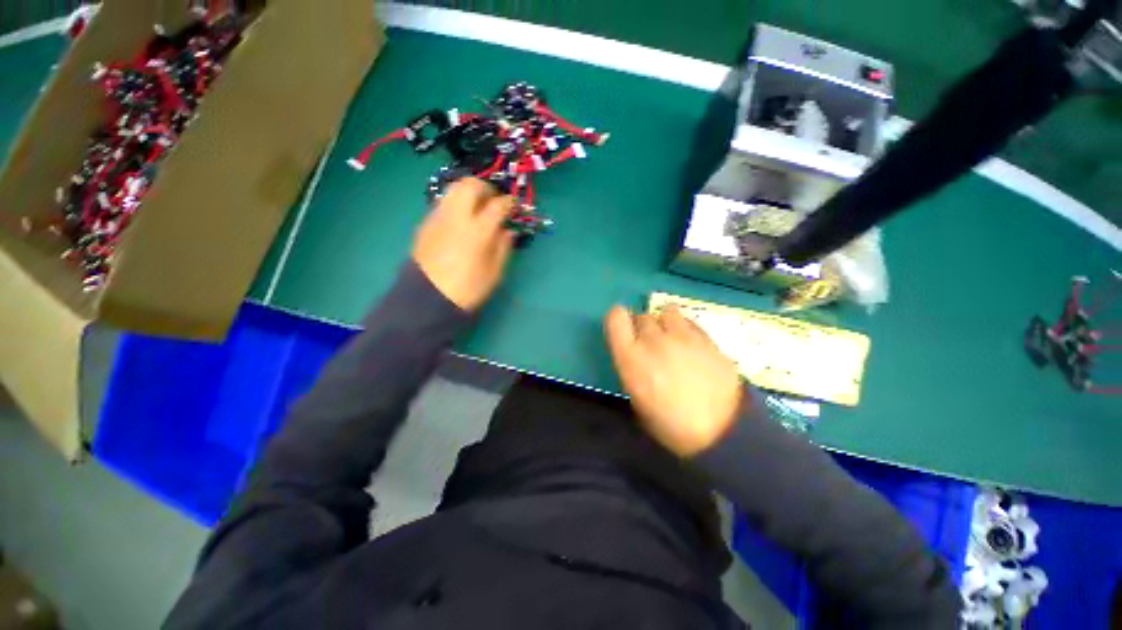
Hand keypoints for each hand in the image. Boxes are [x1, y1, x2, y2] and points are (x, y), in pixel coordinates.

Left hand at [413, 178, 515, 310]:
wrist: (428, 298)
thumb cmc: (468, 288)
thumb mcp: (494, 272)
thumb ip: (503, 247)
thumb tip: (508, 230)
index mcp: (478, 231)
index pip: (497, 204)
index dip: (509, 202)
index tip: (513, 205)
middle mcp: (457, 217)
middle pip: (470, 185)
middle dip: (486, 188)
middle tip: (493, 201)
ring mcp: (438, 217)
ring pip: (453, 189)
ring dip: (468, 193)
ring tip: (476, 208)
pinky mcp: (426, 223)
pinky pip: (443, 203)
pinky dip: (456, 204)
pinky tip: (460, 221)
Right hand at [604, 305, 743, 456]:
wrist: (720, 432)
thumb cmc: (669, 425)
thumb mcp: (637, 400)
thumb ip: (633, 367)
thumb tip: (637, 354)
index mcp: (631, 357)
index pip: (615, 318)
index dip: (618, 320)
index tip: (623, 331)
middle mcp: (654, 340)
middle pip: (642, 317)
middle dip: (642, 328)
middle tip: (650, 346)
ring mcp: (683, 337)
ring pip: (667, 312)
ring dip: (664, 323)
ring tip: (671, 339)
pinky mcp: (707, 339)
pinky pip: (690, 323)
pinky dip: (686, 330)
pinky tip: (692, 347)